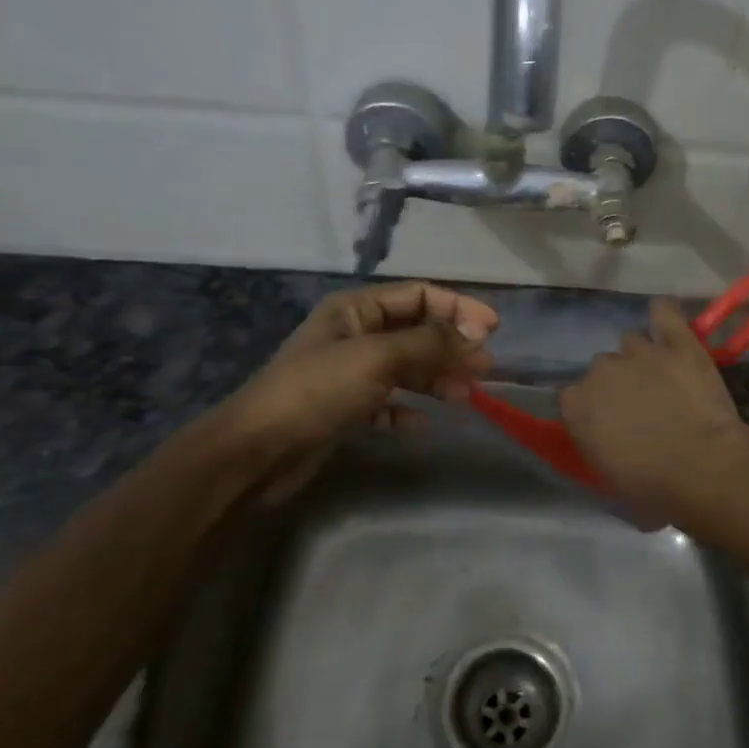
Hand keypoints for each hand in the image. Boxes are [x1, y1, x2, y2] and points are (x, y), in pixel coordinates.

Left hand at [218, 281, 497, 498]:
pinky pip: (387, 404)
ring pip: (405, 369)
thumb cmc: (317, 390)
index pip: (418, 296)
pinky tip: (425, 424)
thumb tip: (478, 333)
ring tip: (466, 397)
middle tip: (486, 368)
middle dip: (451, 347)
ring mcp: (349, 374)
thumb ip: (429, 343)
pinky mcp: (345, 409)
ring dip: (436, 379)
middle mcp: (354, 335)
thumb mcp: (377, 357)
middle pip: (415, 332)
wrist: (256, 451)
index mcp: (355, 310)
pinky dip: (407, 410)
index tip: (492, 330)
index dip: (457, 308)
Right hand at [559, 297, 748, 517]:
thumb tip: (605, 441)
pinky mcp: (677, 342)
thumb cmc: (653, 489)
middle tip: (643, 406)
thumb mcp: (608, 479)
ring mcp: (639, 352)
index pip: (573, 398)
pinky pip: (664, 312)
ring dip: (642, 358)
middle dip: (619, 384)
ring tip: (663, 376)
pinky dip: (664, 315)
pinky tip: (666, 320)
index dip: (594, 410)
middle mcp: (600, 370)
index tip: (610, 425)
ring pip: (632, 343)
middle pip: (603, 368)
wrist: (703, 469)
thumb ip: (597, 447)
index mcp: (576, 405)